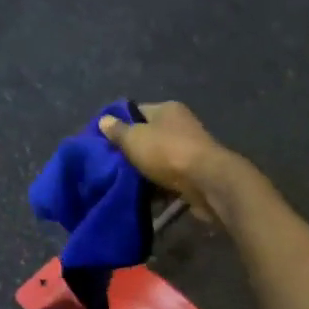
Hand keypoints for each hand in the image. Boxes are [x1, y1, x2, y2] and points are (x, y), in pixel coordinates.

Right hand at [98, 102, 245, 225]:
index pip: (137, 111)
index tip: (102, 140)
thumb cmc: (167, 152)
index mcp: (167, 110)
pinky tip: (142, 198)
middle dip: (131, 152)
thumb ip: (118, 131)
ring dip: (144, 172)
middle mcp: (180, 126)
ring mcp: (189, 151)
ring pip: (158, 160)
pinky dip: (157, 188)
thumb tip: (104, 120)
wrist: (207, 182)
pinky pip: (169, 179)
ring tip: (121, 184)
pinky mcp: (194, 175)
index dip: (119, 123)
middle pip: (148, 137)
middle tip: (109, 165)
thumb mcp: (134, 139)